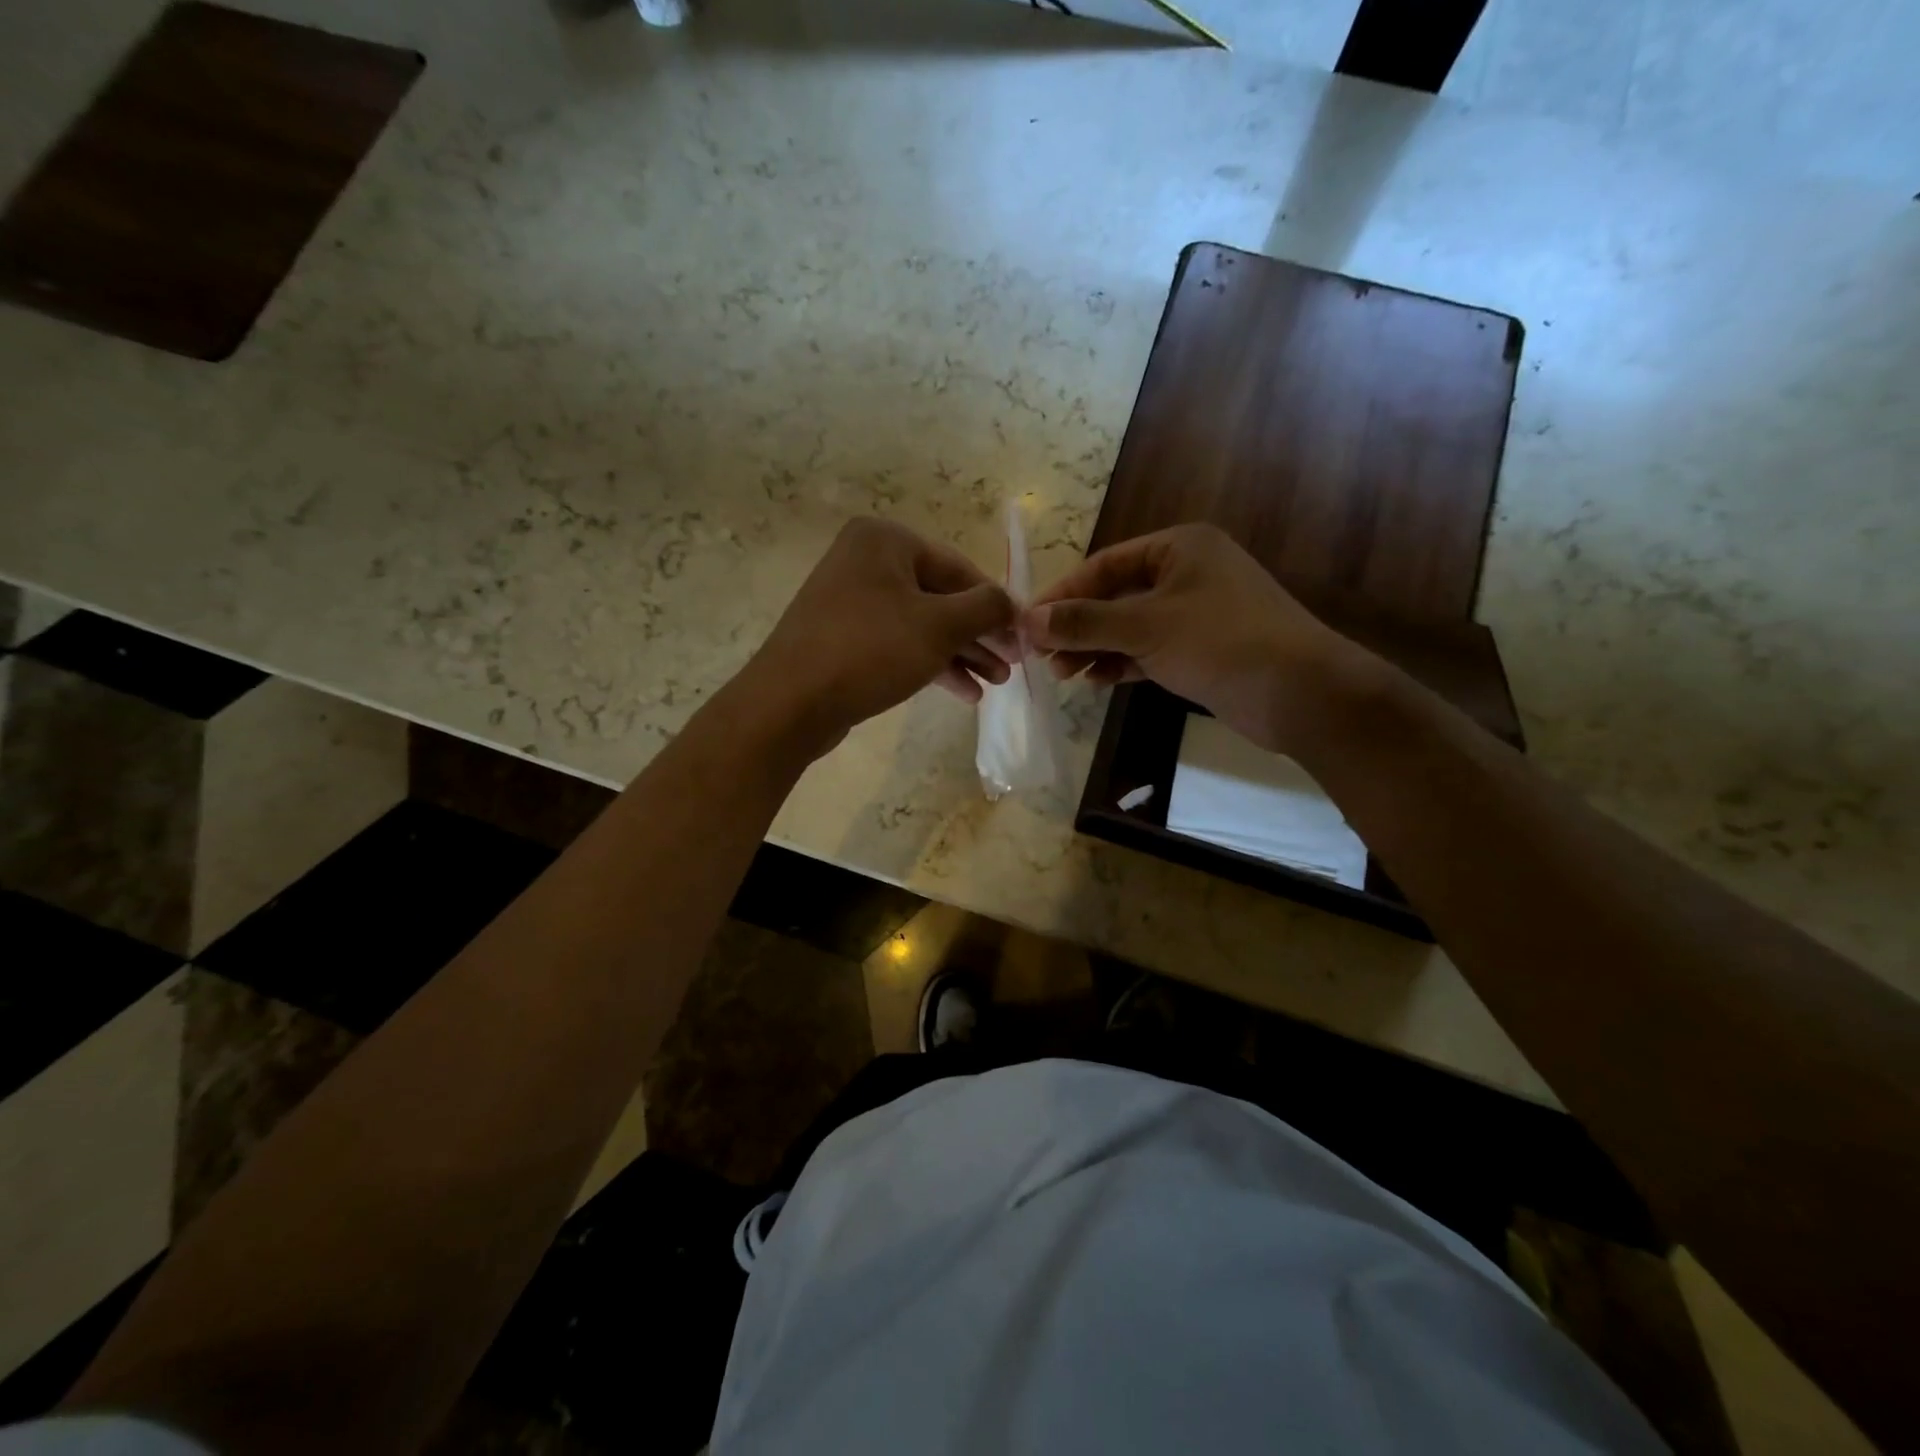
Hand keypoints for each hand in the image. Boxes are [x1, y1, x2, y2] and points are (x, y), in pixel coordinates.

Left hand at [741, 517, 1017, 756]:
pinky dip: (931, 664)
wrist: (791, 702)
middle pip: (940, 597)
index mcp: (885, 540)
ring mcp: (852, 601)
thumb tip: (1011, 603)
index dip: (995, 604)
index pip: (958, 568)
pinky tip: (963, 692)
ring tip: (995, 684)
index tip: (1023, 635)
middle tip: (1012, 666)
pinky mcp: (845, 638)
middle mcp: (866, 561)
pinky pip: (899, 643)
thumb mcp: (940, 626)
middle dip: (979, 635)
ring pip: (922, 624)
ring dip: (961, 654)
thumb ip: (985, 608)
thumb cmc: (871, 650)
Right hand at [1026, 523, 1348, 752]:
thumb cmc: (1220, 642)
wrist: (1300, 693)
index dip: (1063, 594)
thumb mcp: (1144, 627)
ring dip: (1096, 648)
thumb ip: (1085, 622)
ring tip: (1063, 674)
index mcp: (1179, 547)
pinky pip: (1149, 649)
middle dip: (1078, 626)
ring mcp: (1197, 612)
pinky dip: (1122, 662)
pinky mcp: (1203, 649)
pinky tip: (1097, 681)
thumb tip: (1027, 620)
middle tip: (1041, 657)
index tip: (1028, 623)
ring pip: (1131, 626)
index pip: (1105, 564)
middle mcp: (1187, 572)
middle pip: (1115, 595)